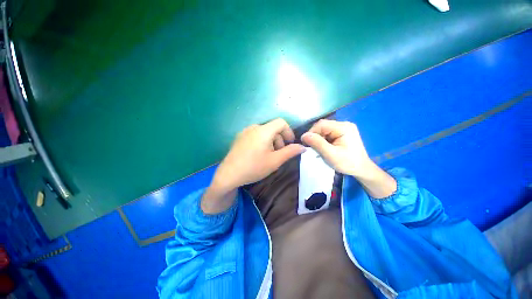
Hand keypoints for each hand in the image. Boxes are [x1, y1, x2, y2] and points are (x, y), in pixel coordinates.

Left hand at [202, 119, 304, 213]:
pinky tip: (258, 154)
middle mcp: (254, 127)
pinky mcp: (239, 137)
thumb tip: (303, 147)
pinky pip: (255, 135)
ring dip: (271, 141)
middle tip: (279, 154)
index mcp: (264, 130)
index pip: (281, 122)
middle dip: (280, 139)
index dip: (289, 131)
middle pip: (272, 128)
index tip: (290, 143)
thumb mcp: (275, 161)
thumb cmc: (254, 167)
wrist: (229, 174)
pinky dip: (262, 141)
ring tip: (269, 155)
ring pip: (264, 132)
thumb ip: (290, 152)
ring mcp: (245, 132)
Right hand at [301, 119, 373, 178]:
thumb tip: (304, 135)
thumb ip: (317, 144)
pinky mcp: (342, 132)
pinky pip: (328, 133)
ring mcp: (344, 128)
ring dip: (318, 138)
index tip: (306, 144)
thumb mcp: (331, 155)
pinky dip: (323, 139)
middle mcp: (344, 124)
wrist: (361, 169)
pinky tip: (324, 147)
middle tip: (312, 148)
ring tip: (318, 148)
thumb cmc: (347, 163)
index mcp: (343, 127)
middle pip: (322, 126)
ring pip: (324, 129)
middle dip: (315, 136)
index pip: (321, 124)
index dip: (311, 132)